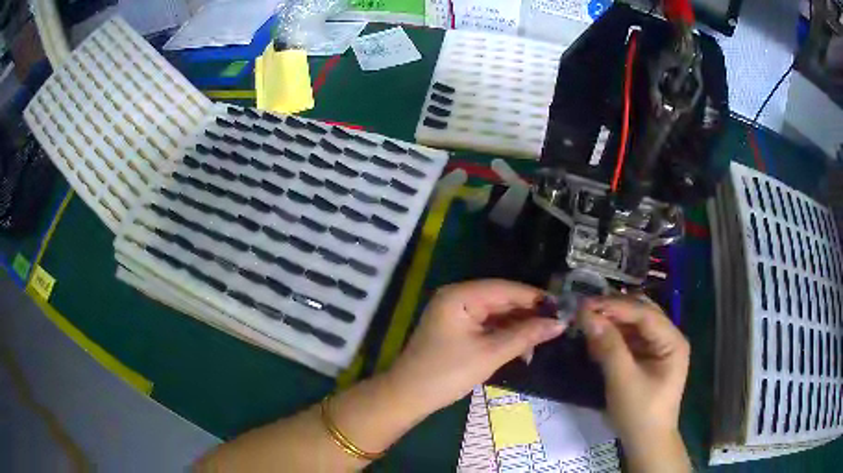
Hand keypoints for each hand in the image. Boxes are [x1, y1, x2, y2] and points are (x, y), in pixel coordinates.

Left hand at [386, 279, 566, 414]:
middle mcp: (457, 298)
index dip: (534, 297)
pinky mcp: (457, 329)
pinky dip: (505, 335)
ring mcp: (456, 314)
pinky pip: (487, 326)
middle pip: (501, 300)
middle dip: (528, 314)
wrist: (409, 397)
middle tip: (557, 325)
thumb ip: (525, 336)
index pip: (505, 289)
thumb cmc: (447, 373)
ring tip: (543, 339)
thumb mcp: (490, 354)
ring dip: (518, 327)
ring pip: (497, 314)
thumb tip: (559, 324)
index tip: (562, 307)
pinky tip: (523, 347)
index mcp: (460, 295)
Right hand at [581, 295, 690, 470]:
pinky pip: (631, 339)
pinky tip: (597, 341)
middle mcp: (669, 338)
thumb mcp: (623, 380)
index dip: (615, 306)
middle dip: (613, 310)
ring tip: (587, 325)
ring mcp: (659, 348)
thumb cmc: (639, 413)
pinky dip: (614, 337)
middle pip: (641, 313)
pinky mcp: (648, 358)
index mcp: (672, 341)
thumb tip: (587, 316)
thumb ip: (608, 346)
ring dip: (612, 323)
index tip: (585, 304)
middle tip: (584, 311)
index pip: (644, 313)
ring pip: (635, 325)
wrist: (646, 443)